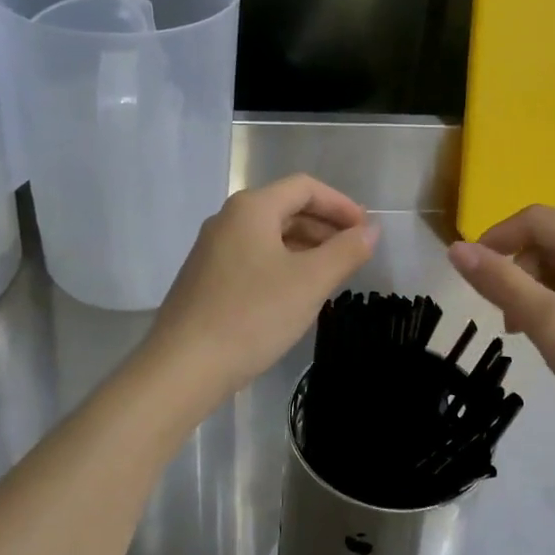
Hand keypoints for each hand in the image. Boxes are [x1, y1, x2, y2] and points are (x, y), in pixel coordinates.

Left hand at [142, 174, 378, 402]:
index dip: (340, 204)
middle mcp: (227, 219)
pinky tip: (295, 294)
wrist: (183, 366)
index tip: (366, 230)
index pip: (305, 187)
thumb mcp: (310, 282)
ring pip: (269, 236)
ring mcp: (212, 249)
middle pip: (285, 208)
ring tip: (331, 275)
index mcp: (251, 208)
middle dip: (324, 227)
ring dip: (304, 247)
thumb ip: (346, 251)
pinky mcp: (205, 278)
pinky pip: (253, 258)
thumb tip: (371, 231)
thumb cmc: (253, 315)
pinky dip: (282, 265)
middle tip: (353, 253)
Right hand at [448, 206, 554, 467]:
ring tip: (529, 333)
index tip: (472, 279)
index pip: (533, 219)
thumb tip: (455, 249)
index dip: (495, 240)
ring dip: (534, 290)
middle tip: (508, 320)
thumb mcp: (549, 323)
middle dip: (517, 271)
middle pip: (547, 240)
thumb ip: (500, 282)